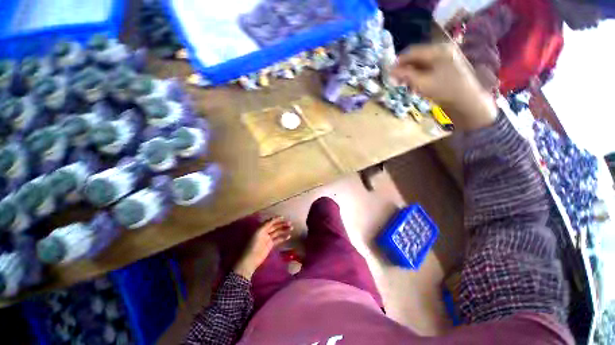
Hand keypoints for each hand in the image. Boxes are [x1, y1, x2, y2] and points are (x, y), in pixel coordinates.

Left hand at [234, 217, 291, 279]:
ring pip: (278, 232)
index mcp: (261, 228)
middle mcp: (265, 232)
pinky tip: (289, 236)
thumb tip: (273, 218)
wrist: (251, 259)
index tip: (284, 217)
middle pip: (275, 226)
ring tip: (291, 228)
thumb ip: (266, 224)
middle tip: (290, 223)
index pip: (270, 221)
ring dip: (284, 230)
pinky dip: (283, 237)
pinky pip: (278, 239)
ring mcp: (268, 238)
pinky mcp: (270, 245)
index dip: (276, 219)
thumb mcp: (259, 232)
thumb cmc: (253, 244)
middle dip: (282, 224)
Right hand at [391, 43, 497, 130]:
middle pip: (417, 57)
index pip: (412, 51)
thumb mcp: (421, 83)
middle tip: (396, 80)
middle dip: (405, 68)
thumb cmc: (444, 90)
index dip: (399, 61)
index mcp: (438, 50)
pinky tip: (415, 85)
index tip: (389, 72)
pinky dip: (419, 75)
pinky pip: (428, 68)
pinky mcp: (447, 67)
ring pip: (422, 63)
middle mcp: (442, 50)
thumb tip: (391, 71)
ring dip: (411, 73)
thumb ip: (405, 75)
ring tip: (405, 84)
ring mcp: (446, 58)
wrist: (466, 102)